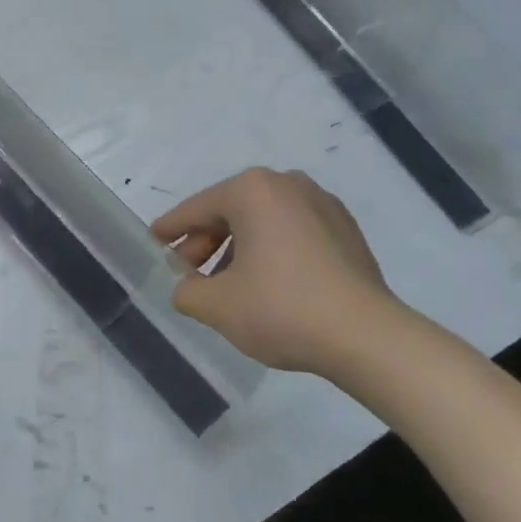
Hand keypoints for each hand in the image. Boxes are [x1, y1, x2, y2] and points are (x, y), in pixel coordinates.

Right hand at [151, 168, 410, 380]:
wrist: (367, 337)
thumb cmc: (282, 309)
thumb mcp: (217, 305)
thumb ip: (187, 291)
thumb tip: (188, 287)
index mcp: (252, 190)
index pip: (197, 208)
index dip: (171, 229)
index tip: (153, 240)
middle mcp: (287, 184)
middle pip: (231, 211)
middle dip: (206, 243)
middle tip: (189, 275)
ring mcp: (322, 204)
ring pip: (263, 221)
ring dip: (238, 249)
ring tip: (227, 286)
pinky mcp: (346, 229)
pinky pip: (292, 232)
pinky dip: (271, 251)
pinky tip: (266, 284)